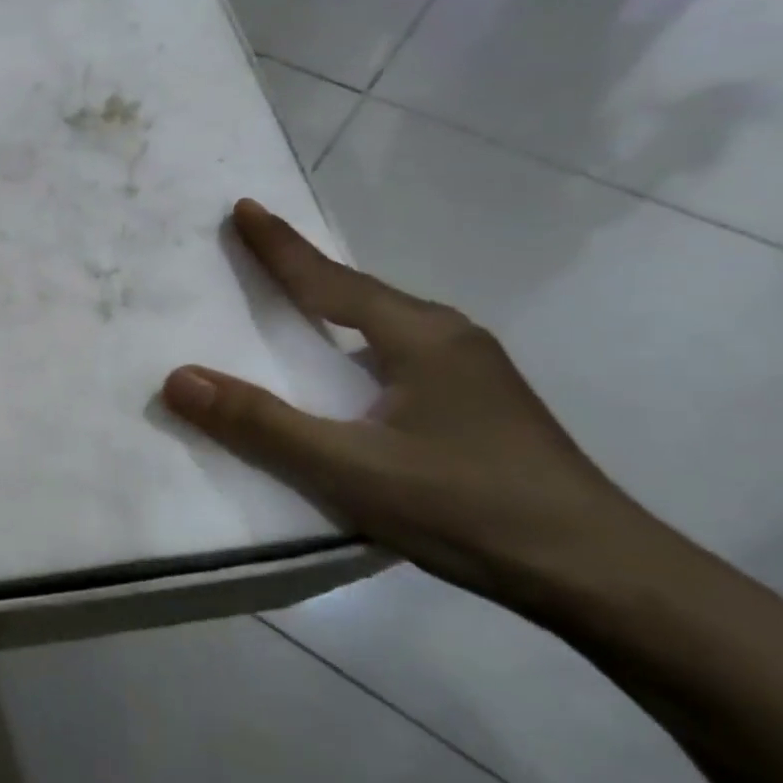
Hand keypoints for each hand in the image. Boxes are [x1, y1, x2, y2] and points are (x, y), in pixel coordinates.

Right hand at [162, 200, 680, 611]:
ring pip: (383, 324)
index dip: (281, 246)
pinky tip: (349, 372)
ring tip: (293, 304)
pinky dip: (357, 345)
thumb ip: (262, 424)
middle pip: (360, 292)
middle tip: (257, 249)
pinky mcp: (480, 405)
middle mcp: (449, 338)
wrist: (603, 576)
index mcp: (420, 337)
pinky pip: (398, 354)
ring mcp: (472, 372)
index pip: (331, 280)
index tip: (244, 206)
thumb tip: (179, 378)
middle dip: (306, 269)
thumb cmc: (468, 509)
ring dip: (334, 307)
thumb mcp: (349, 469)